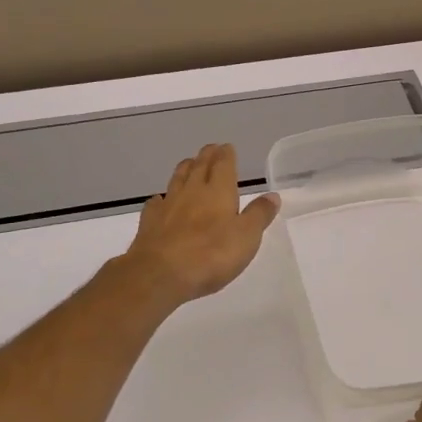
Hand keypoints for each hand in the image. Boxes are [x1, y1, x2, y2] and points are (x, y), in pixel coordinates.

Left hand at [124, 144, 279, 305]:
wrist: (160, 274)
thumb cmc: (211, 255)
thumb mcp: (247, 237)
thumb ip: (259, 214)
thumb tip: (272, 195)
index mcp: (218, 191)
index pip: (223, 164)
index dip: (226, 154)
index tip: (227, 147)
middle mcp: (192, 191)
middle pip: (199, 166)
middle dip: (207, 156)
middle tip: (210, 149)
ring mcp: (168, 205)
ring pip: (177, 179)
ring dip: (185, 169)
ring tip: (189, 163)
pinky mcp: (150, 222)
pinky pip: (156, 203)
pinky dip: (161, 198)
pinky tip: (161, 200)